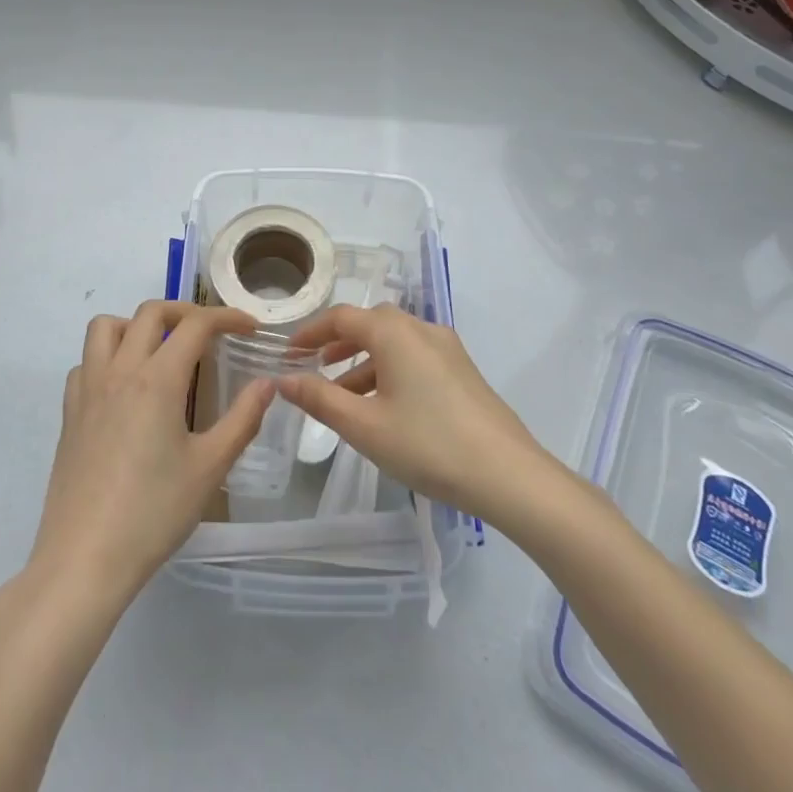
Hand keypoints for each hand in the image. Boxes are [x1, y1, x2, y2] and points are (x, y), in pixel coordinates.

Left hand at [27, 301, 273, 608]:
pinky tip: (124, 388)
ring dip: (137, 325)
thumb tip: (267, 383)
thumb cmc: (153, 514)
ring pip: (106, 327)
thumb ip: (243, 419)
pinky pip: (86, 362)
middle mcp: (120, 371)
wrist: (83, 560)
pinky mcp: (68, 413)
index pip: (196, 324)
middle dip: (185, 311)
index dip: (227, 317)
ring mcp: (88, 389)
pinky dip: (108, 357)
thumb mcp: (210, 468)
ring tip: (160, 350)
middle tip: (210, 334)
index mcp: (157, 379)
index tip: (250, 327)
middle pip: (151, 311)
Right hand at [280, 304, 552, 521]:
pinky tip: (384, 407)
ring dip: (364, 361)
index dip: (311, 332)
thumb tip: (283, 379)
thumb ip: (320, 398)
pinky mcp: (462, 370)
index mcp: (394, 332)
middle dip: (338, 343)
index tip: (288, 353)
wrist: (509, 474)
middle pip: (370, 323)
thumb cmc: (428, 445)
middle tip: (314, 367)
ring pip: (394, 342)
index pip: (342, 317)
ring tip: (343, 395)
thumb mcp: (364, 426)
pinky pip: (414, 357)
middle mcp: (421, 328)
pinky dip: (389, 370)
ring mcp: (447, 348)